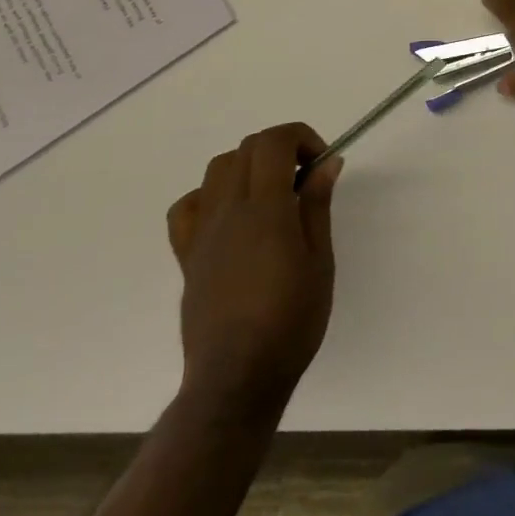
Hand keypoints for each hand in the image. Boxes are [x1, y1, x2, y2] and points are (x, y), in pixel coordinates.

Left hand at [165, 123, 339, 416]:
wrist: (237, 378)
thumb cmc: (291, 322)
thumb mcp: (320, 262)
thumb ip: (318, 206)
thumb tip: (327, 162)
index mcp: (265, 210)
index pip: (274, 142)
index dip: (301, 138)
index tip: (321, 162)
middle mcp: (228, 211)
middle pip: (247, 148)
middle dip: (281, 149)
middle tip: (305, 180)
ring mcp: (202, 232)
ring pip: (218, 169)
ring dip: (249, 166)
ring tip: (273, 196)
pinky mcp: (187, 255)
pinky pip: (188, 206)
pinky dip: (211, 195)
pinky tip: (231, 217)